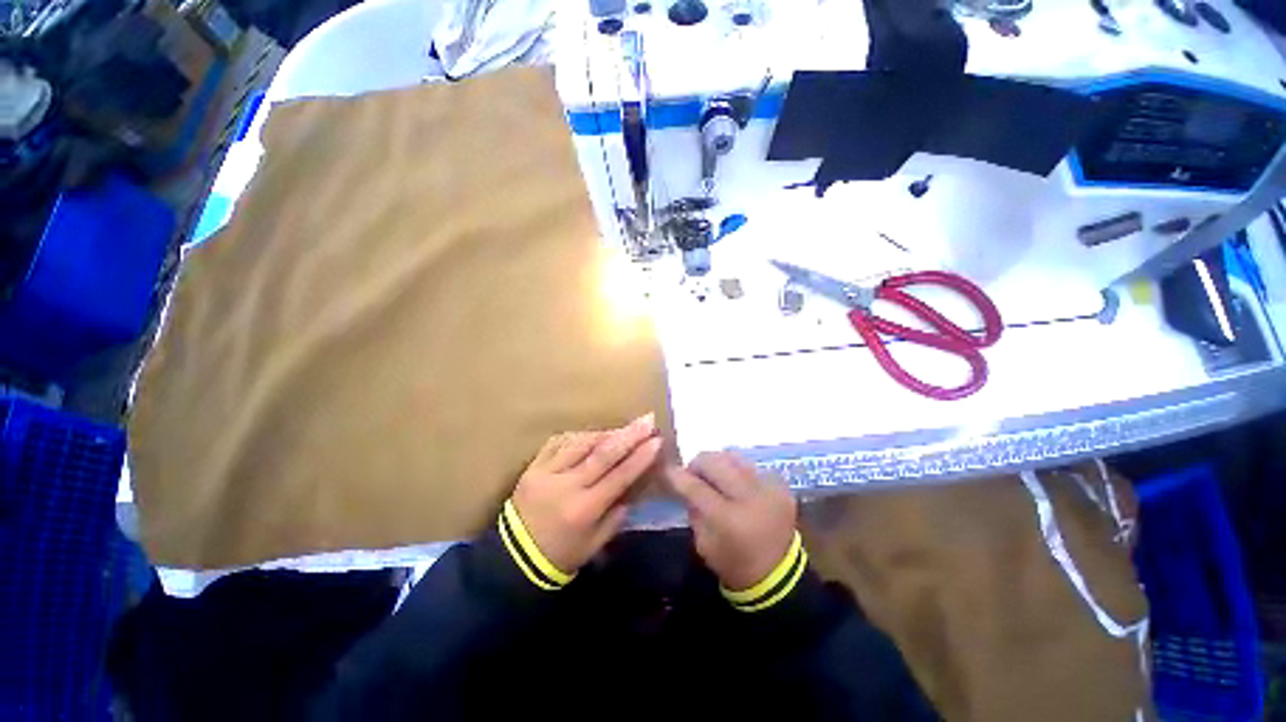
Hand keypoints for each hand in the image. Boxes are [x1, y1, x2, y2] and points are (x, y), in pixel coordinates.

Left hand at [511, 415, 662, 573]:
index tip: (657, 440)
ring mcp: (546, 473)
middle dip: (629, 435)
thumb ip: (616, 515)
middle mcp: (566, 486)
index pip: (619, 476)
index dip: (640, 457)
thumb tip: (631, 487)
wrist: (513, 558)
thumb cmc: (560, 556)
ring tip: (623, 428)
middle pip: (602, 454)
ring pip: (581, 443)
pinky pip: (558, 442)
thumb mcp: (595, 545)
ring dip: (605, 433)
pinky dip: (578, 436)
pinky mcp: (533, 466)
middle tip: (647, 420)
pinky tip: (592, 434)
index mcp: (584, 509)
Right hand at [667, 452, 796, 590]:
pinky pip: (751, 466)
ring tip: (714, 475)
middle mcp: (751, 498)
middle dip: (698, 463)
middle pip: (716, 462)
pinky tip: (736, 485)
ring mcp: (769, 489)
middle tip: (693, 472)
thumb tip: (685, 481)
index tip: (668, 470)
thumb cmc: (734, 563)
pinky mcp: (781, 486)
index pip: (696, 487)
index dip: (679, 476)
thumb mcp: (703, 543)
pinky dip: (738, 472)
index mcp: (729, 520)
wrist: (778, 575)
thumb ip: (693, 508)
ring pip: (734, 457)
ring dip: (719, 464)